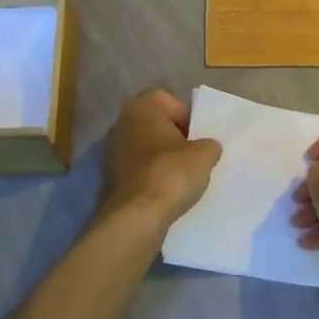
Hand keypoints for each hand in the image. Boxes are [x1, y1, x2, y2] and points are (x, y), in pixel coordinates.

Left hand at [98, 89, 221, 231]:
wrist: (135, 217)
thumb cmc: (170, 174)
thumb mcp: (204, 155)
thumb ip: (209, 144)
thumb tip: (207, 147)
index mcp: (142, 107)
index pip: (170, 101)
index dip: (189, 117)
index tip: (201, 137)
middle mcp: (121, 122)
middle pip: (156, 123)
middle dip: (175, 137)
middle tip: (194, 155)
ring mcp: (111, 150)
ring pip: (145, 146)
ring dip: (162, 157)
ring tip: (182, 175)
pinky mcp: (109, 176)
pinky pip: (137, 167)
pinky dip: (150, 174)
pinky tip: (165, 190)